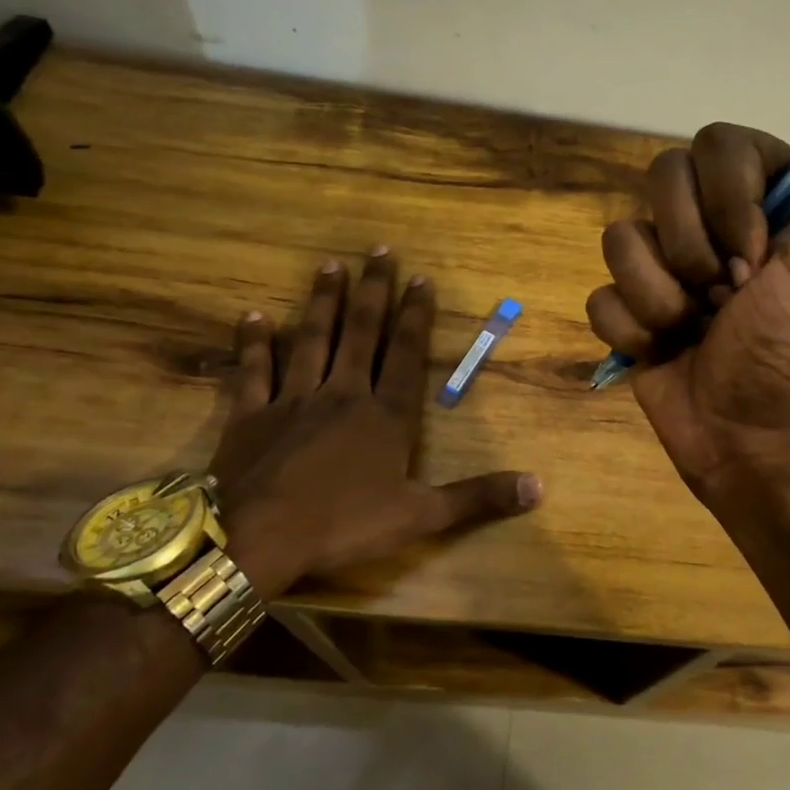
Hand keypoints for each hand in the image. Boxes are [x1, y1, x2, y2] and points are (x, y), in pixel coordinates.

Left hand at [208, 248, 541, 596]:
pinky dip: (254, 344)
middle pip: (360, 333)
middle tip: (379, 250)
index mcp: (385, 415)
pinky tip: (254, 316)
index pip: (406, 354)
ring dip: (322, 302)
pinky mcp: (250, 417)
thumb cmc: (344, 525)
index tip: (420, 277)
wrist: (257, 539)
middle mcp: (342, 395)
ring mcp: (293, 401)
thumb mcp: (421, 516)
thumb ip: (478, 497)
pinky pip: (254, 372)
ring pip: (311, 340)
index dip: (415, 315)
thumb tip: (538, 487)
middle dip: (373, 291)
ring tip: (330, 266)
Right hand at [585, 46, 789, 501]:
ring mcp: (664, 269)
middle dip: (693, 249)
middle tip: (729, 297)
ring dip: (661, 295)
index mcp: (762, 199)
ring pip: (619, 237)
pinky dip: (632, 329)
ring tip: (694, 330)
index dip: (730, 201)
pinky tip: (662, 352)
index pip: (715, 144)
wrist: (755, 436)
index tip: (761, 259)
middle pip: (659, 180)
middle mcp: (710, 223)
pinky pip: (600, 293)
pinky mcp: (629, 312)